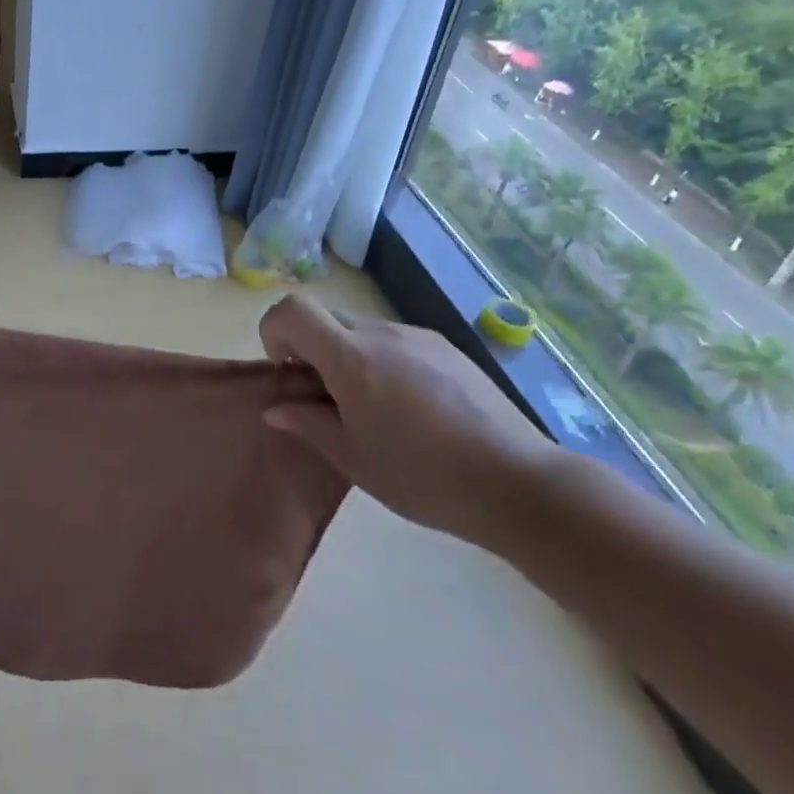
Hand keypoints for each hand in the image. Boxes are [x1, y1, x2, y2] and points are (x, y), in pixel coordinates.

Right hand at [259, 296, 560, 545]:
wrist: (518, 483)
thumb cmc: (423, 476)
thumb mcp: (353, 459)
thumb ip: (307, 424)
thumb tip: (275, 408)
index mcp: (351, 357)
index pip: (292, 310)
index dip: (275, 332)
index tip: (289, 374)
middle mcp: (380, 333)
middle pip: (325, 317)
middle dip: (311, 349)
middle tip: (326, 398)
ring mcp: (417, 336)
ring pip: (362, 330)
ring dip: (349, 357)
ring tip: (375, 410)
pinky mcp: (446, 347)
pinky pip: (397, 342)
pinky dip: (384, 362)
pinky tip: (412, 409)